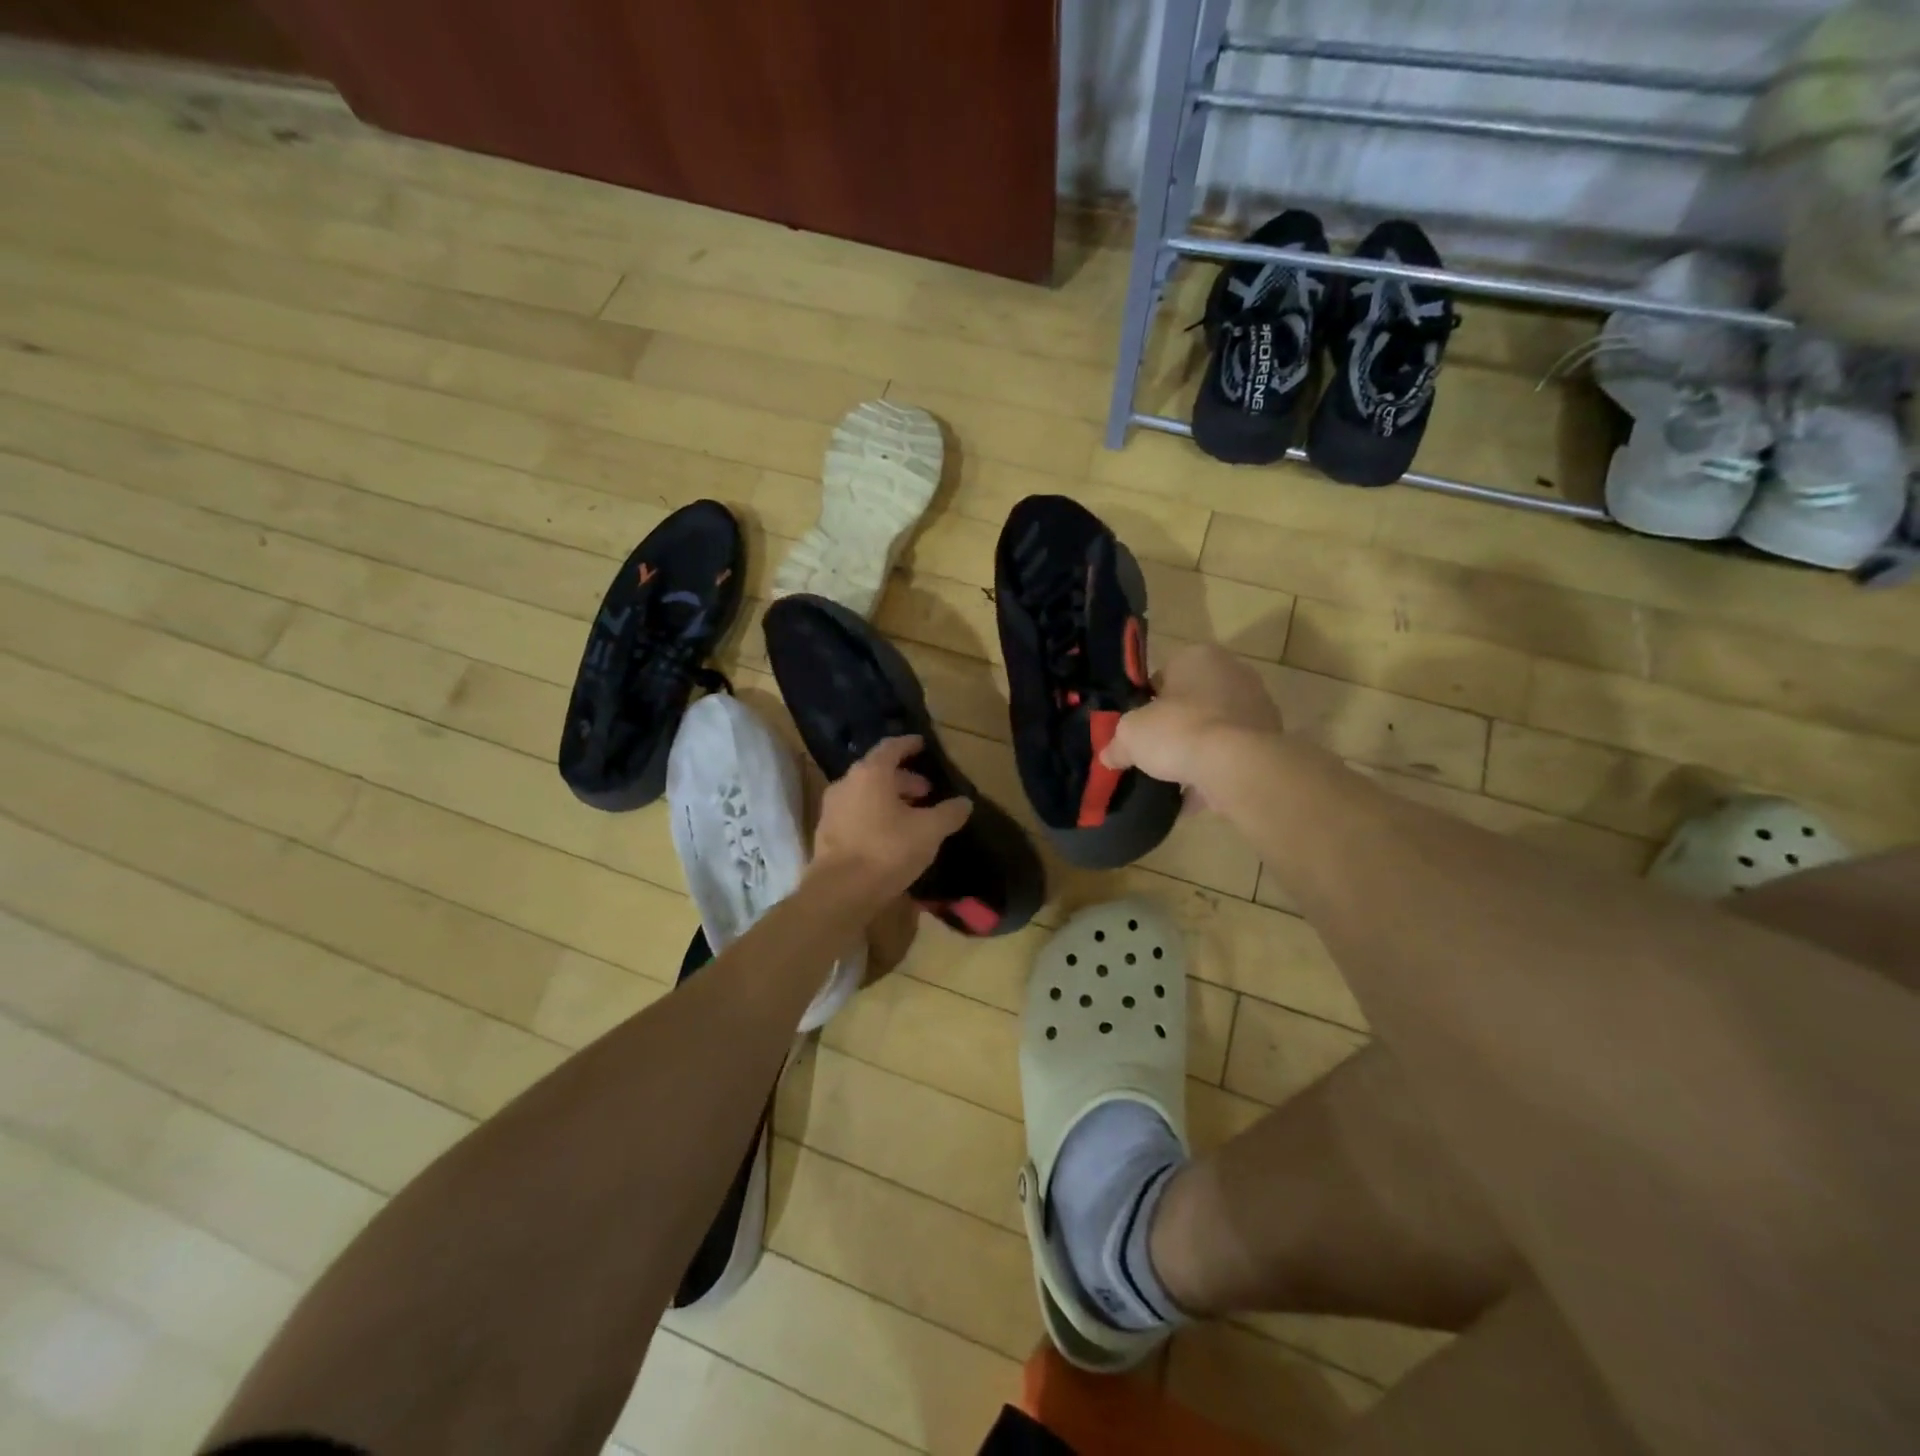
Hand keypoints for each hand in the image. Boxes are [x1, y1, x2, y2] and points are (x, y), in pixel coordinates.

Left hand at [810, 737, 971, 905]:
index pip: (891, 747)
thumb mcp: (929, 831)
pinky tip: (890, 834)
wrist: (840, 892)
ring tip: (912, 815)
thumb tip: (965, 802)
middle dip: (904, 779)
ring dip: (889, 799)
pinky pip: (855, 813)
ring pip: (865, 793)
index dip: (909, 745)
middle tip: (926, 792)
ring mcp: (832, 808)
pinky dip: (874, 815)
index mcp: (870, 773)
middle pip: (878, 772)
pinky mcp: (826, 832)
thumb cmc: (887, 850)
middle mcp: (847, 783)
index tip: (922, 745)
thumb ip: (949, 813)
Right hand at [1101, 644, 1282, 806]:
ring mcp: (1257, 706)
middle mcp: (1233, 672)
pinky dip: (1215, 772)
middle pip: (1192, 702)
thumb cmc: (1179, 731)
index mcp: (1198, 656)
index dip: (1146, 704)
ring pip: (1215, 730)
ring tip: (1173, 781)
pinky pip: (1232, 755)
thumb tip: (1109, 756)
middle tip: (1155, 753)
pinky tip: (1194, 798)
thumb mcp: (1130, 735)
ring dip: (1197, 752)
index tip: (1138, 729)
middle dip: (1175, 727)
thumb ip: (1117, 744)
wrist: (1237, 765)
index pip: (1163, 676)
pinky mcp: (1270, 739)